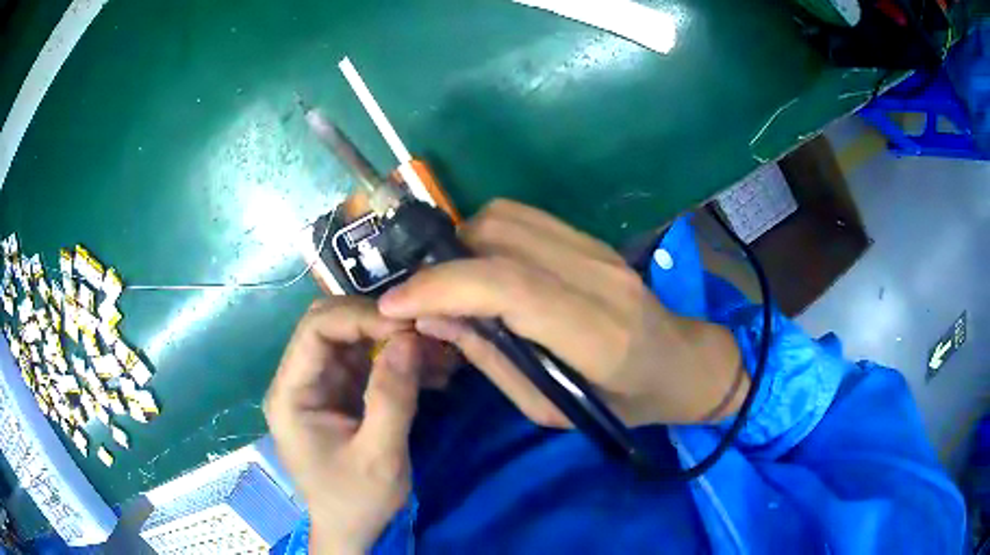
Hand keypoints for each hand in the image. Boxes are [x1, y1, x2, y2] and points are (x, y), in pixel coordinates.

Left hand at [264, 298, 445, 553]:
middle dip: (378, 323)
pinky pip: (367, 360)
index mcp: (291, 394)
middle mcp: (299, 380)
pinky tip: (430, 370)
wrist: (353, 530)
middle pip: (331, 324)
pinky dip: (397, 359)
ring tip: (437, 353)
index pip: (316, 329)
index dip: (361, 318)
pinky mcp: (340, 393)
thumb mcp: (380, 457)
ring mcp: (320, 385)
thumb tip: (409, 338)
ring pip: (353, 337)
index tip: (409, 327)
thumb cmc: (357, 500)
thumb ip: (392, 398)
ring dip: (393, 340)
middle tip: (424, 335)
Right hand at [379, 199, 745, 427]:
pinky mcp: (593, 239)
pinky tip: (483, 267)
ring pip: (506, 217)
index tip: (395, 303)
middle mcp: (598, 277)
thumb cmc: (623, 404)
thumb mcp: (552, 409)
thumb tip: (432, 318)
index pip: (508, 286)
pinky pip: (524, 218)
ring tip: (452, 284)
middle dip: (444, 263)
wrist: (682, 364)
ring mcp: (598, 250)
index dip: (442, 287)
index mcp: (596, 334)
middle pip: (499, 237)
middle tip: (422, 298)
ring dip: (462, 244)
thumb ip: (492, 360)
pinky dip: (487, 236)